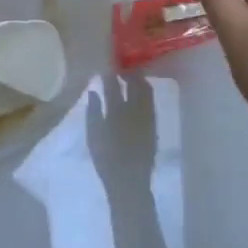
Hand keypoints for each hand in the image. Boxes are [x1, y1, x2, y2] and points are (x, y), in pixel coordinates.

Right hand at [87, 73, 156, 193]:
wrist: (130, 182)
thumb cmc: (106, 159)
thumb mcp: (93, 135)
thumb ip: (93, 111)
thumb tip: (94, 91)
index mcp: (116, 111)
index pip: (113, 84)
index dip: (111, 72)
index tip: (107, 64)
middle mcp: (134, 110)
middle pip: (135, 83)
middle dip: (129, 72)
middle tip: (121, 68)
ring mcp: (147, 117)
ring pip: (146, 91)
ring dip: (139, 80)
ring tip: (131, 77)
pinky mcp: (154, 125)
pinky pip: (151, 102)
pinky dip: (145, 93)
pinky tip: (140, 94)